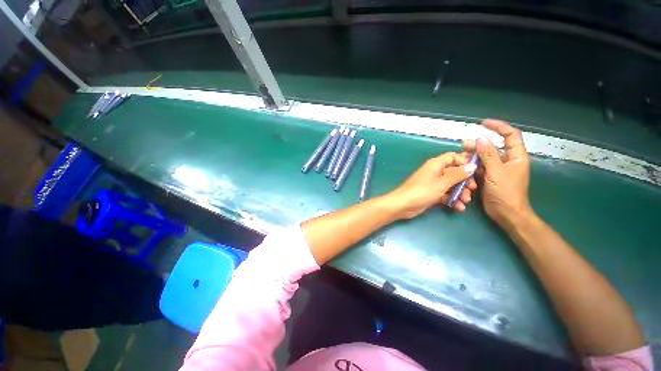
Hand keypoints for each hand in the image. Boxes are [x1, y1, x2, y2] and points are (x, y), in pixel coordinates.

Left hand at [387, 152, 477, 219]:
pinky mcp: (432, 194)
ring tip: (465, 201)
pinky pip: (446, 194)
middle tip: (472, 189)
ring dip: (460, 192)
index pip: (453, 157)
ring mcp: (433, 183)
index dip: (464, 161)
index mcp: (435, 164)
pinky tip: (458, 207)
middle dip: (465, 180)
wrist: (403, 205)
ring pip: (451, 184)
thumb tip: (472, 165)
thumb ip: (457, 174)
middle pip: (454, 172)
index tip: (476, 171)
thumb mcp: (441, 183)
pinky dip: (452, 199)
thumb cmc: (422, 191)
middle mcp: (435, 172)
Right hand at [463, 119, 531, 226]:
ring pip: (485, 158)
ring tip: (460, 154)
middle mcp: (507, 161)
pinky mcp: (489, 177)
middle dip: (479, 144)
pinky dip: (472, 166)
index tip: (483, 124)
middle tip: (464, 144)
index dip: (499, 127)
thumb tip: (480, 139)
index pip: (511, 135)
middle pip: (494, 147)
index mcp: (516, 157)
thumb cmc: (506, 192)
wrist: (506, 213)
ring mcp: (498, 169)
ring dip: (473, 155)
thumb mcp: (496, 172)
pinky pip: (480, 167)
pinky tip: (463, 165)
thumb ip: (488, 155)